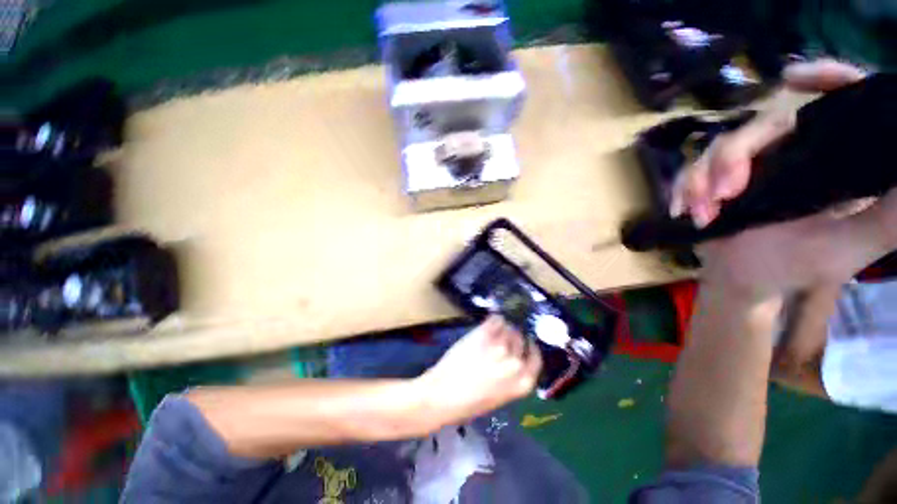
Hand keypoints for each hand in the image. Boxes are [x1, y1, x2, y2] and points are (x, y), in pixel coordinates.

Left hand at [416, 316, 541, 425]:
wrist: (443, 395)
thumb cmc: (469, 403)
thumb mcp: (499, 396)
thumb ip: (511, 377)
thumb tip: (513, 357)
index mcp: (522, 383)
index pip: (535, 359)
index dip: (530, 348)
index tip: (526, 342)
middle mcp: (515, 363)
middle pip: (521, 339)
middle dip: (514, 337)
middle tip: (503, 336)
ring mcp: (500, 346)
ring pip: (508, 327)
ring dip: (503, 327)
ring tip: (494, 330)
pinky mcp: (485, 334)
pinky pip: (496, 319)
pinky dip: (494, 319)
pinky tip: (490, 322)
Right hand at [670, 59, 896, 299]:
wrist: (742, 279)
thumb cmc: (796, 267)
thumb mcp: (849, 248)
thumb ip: (887, 216)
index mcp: (833, 158)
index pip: (840, 100)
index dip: (825, 78)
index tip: (792, 78)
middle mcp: (795, 149)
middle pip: (763, 124)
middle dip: (734, 157)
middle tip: (723, 194)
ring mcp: (752, 161)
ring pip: (719, 146)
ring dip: (701, 180)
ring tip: (701, 215)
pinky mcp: (717, 175)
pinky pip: (693, 169)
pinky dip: (684, 188)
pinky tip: (682, 210)